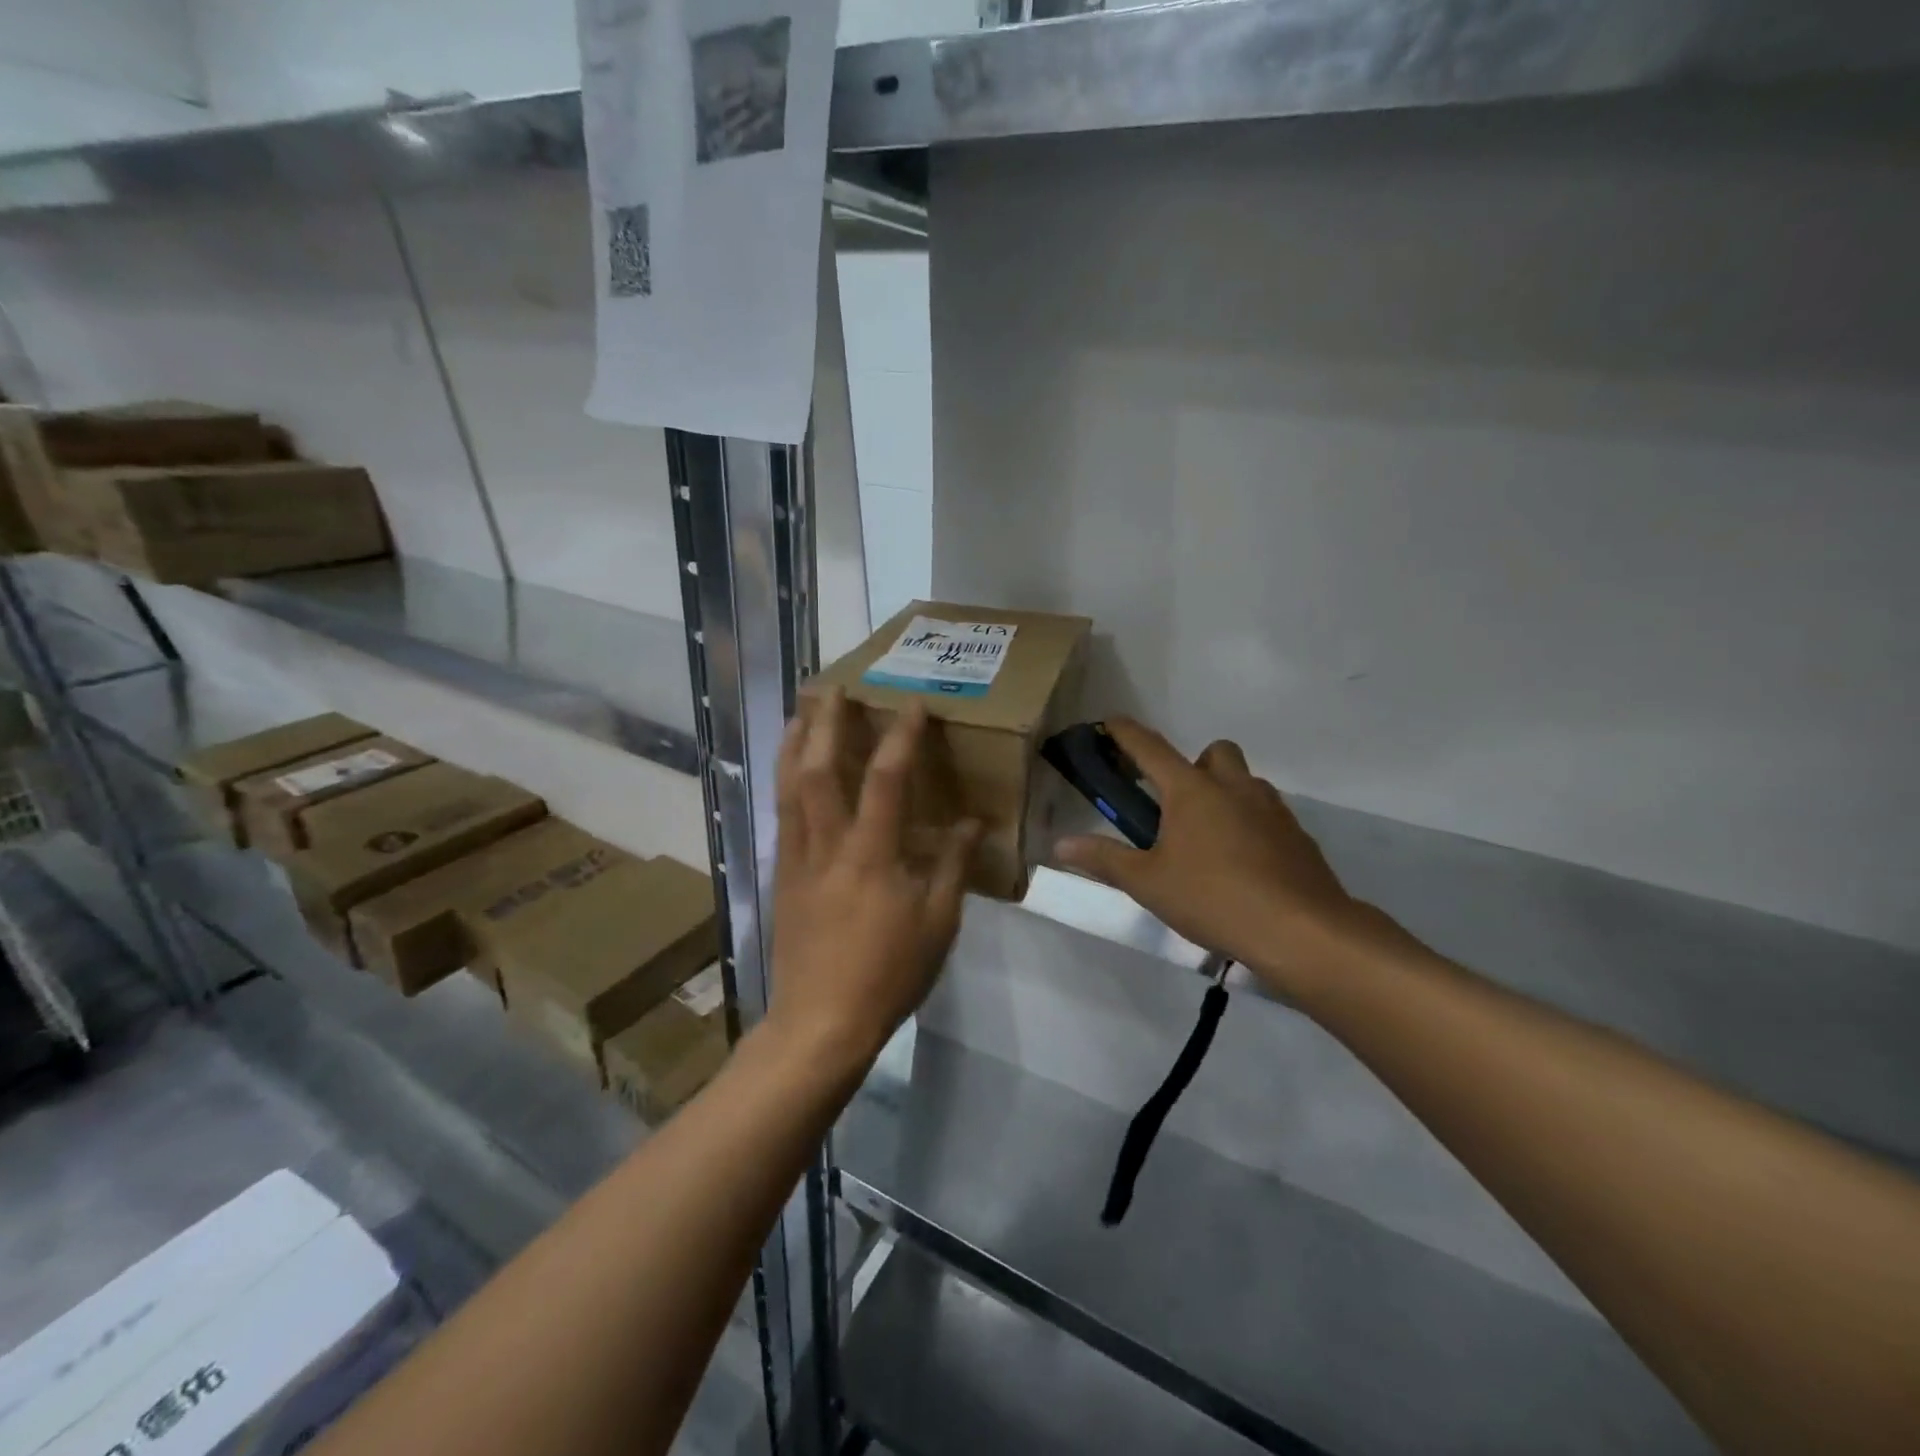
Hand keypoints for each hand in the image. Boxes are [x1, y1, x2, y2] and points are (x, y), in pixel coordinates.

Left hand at [767, 688, 981, 1078]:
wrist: (820, 1023)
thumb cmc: (888, 974)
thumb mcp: (938, 924)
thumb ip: (953, 866)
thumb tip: (972, 823)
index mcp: (871, 855)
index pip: (886, 779)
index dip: (900, 736)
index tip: (910, 704)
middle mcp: (827, 845)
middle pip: (819, 769)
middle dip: (825, 722)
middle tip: (831, 687)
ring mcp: (797, 859)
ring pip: (788, 788)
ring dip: (794, 744)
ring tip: (801, 713)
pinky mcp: (781, 877)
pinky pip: (782, 816)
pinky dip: (785, 783)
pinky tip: (790, 775)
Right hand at [1054, 720, 1391, 1001]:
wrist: (1301, 929)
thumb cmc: (1213, 898)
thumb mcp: (1148, 883)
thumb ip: (1104, 859)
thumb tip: (1061, 844)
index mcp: (1191, 790)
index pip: (1150, 748)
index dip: (1125, 733)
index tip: (1109, 723)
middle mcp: (1234, 787)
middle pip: (1214, 752)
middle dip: (1193, 765)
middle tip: (1176, 805)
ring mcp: (1272, 809)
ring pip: (1246, 781)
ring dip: (1225, 793)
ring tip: (1208, 839)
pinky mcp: (1298, 836)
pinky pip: (1268, 814)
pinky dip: (1251, 824)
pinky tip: (1242, 864)